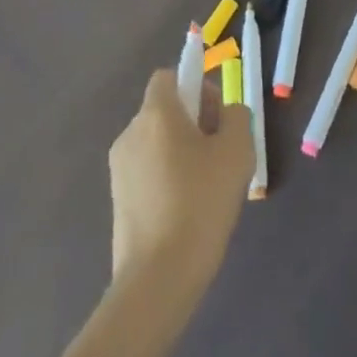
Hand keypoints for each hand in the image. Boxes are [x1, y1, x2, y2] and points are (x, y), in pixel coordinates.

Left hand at [108, 70, 252, 281]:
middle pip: (165, 110)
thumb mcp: (238, 149)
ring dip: (183, 152)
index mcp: (156, 114)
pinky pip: (149, 172)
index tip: (216, 118)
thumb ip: (236, 115)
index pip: (169, 77)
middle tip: (220, 155)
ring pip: (158, 143)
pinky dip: (168, 178)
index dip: (196, 87)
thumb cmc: (201, 203)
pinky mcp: (118, 201)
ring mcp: (119, 170)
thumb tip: (225, 114)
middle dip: (194, 122)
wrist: (158, 279)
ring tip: (207, 188)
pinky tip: (188, 210)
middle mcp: (131, 134)